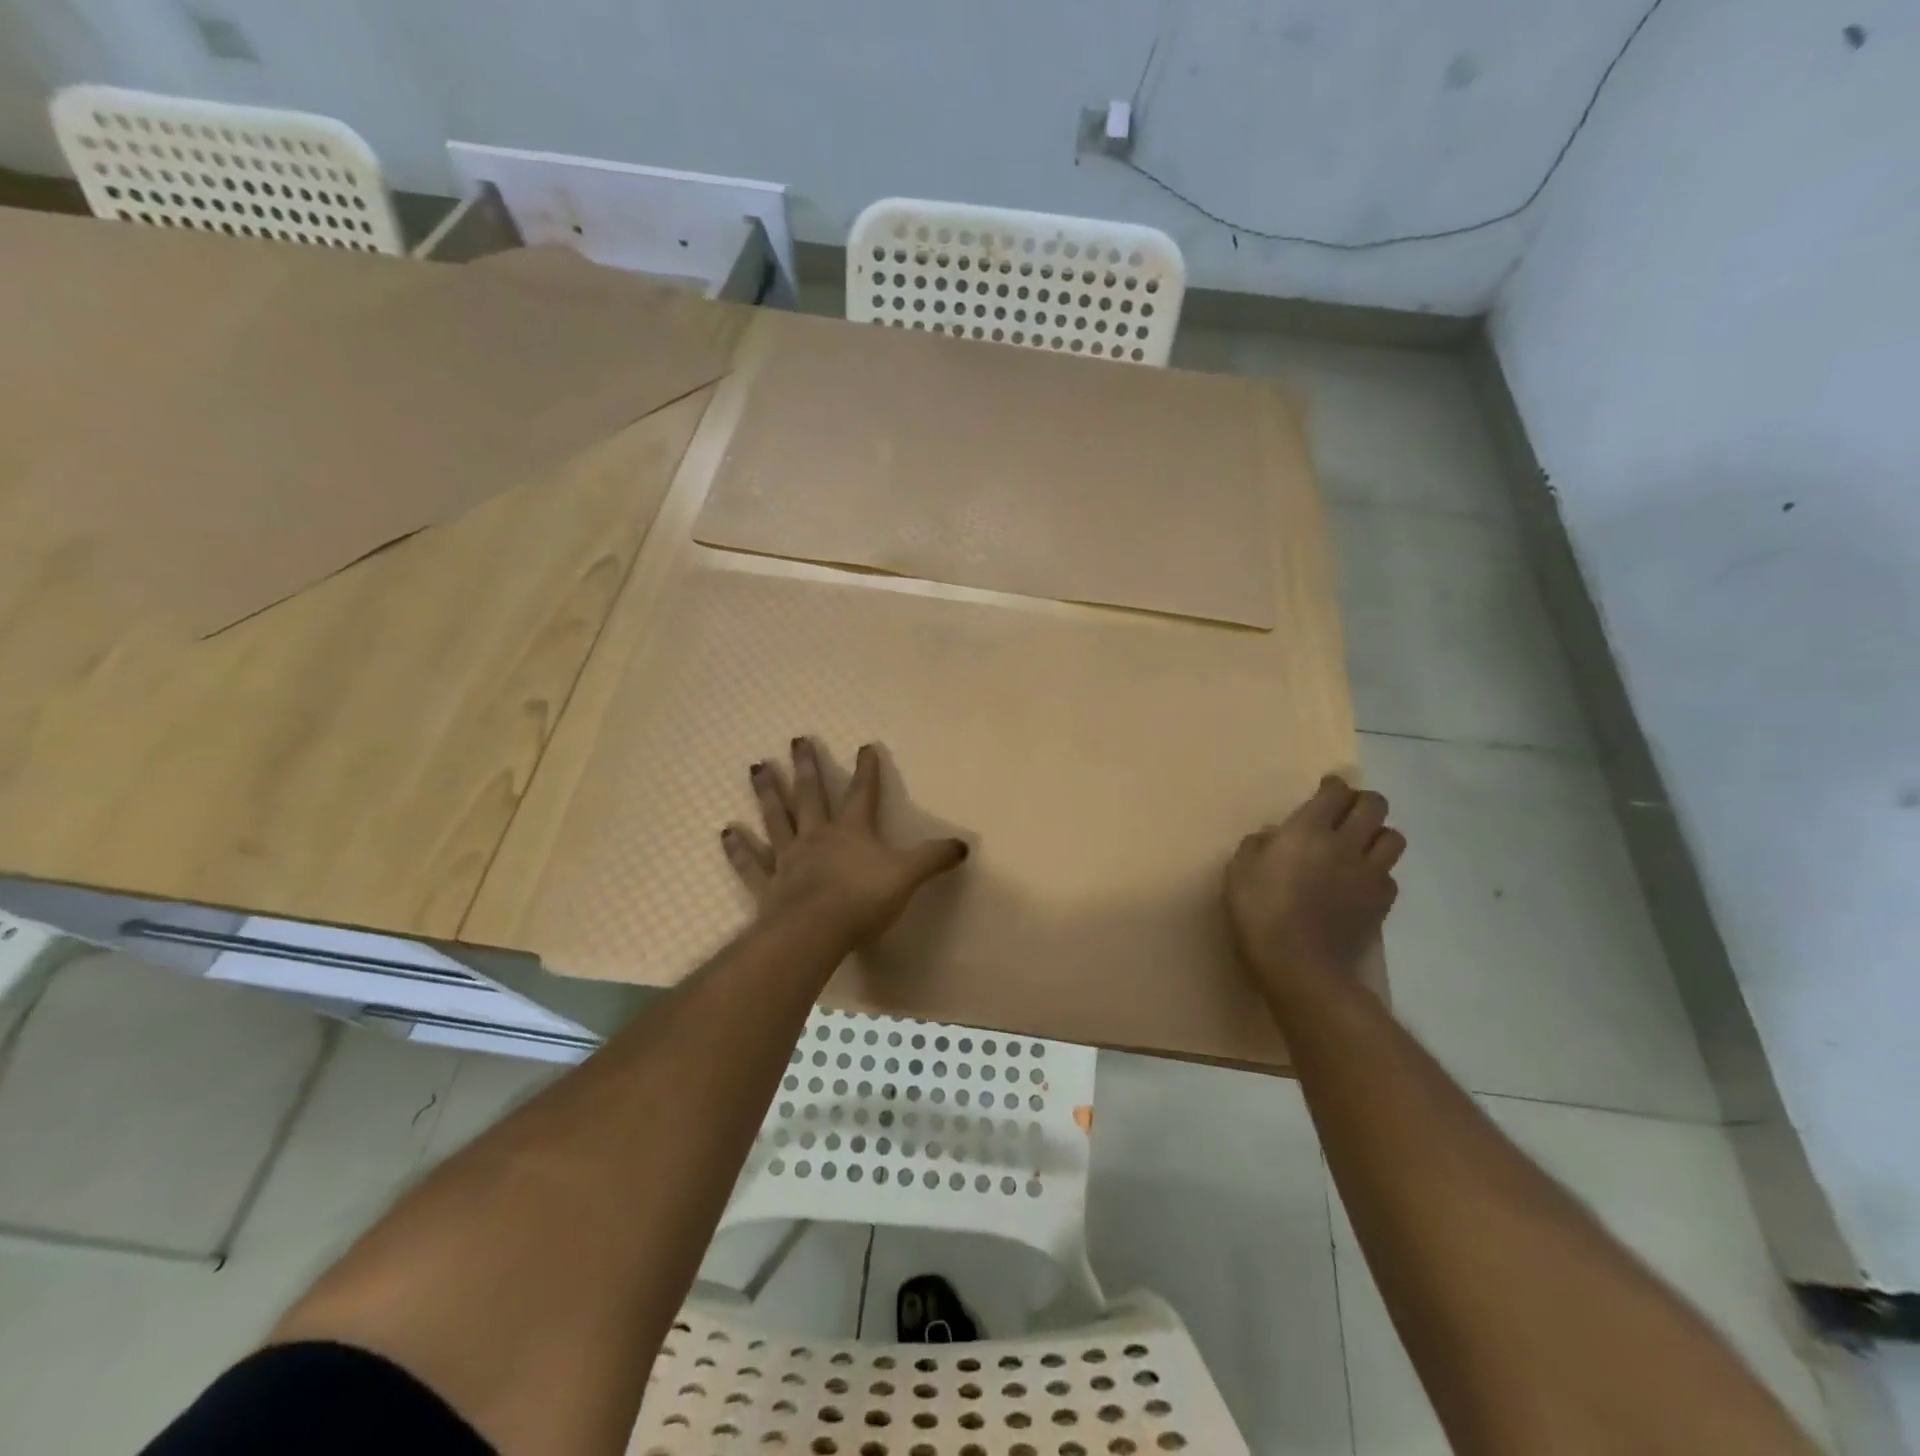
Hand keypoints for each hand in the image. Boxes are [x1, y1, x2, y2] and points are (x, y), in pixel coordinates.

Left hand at [722, 738, 969, 943]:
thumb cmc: (863, 900)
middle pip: (810, 795)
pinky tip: (726, 831)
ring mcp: (788, 858)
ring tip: (757, 767)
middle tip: (796, 740)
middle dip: (806, 767)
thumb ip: (933, 859)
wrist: (815, 931)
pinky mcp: (768, 885)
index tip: (865, 746)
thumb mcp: (907, 876)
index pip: (862, 793)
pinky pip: (751, 862)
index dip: (866, 770)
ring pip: (775, 818)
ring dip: (767, 793)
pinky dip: (738, 848)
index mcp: (852, 831)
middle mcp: (817, 836)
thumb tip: (963, 845)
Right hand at [1225, 774, 1405, 994]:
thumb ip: (1256, 845)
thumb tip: (1273, 836)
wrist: (1299, 964)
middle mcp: (1346, 843)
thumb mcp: (1239, 871)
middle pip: (1374, 805)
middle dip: (1362, 801)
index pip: (1335, 792)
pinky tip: (1361, 881)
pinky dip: (1379, 872)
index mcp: (1308, 830)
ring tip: (1362, 844)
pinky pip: (1390, 875)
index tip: (1326, 789)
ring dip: (1378, 834)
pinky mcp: (1382, 902)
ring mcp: (1369, 873)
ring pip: (1394, 837)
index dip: (1333, 785)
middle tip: (1346, 811)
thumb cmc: (1260, 912)